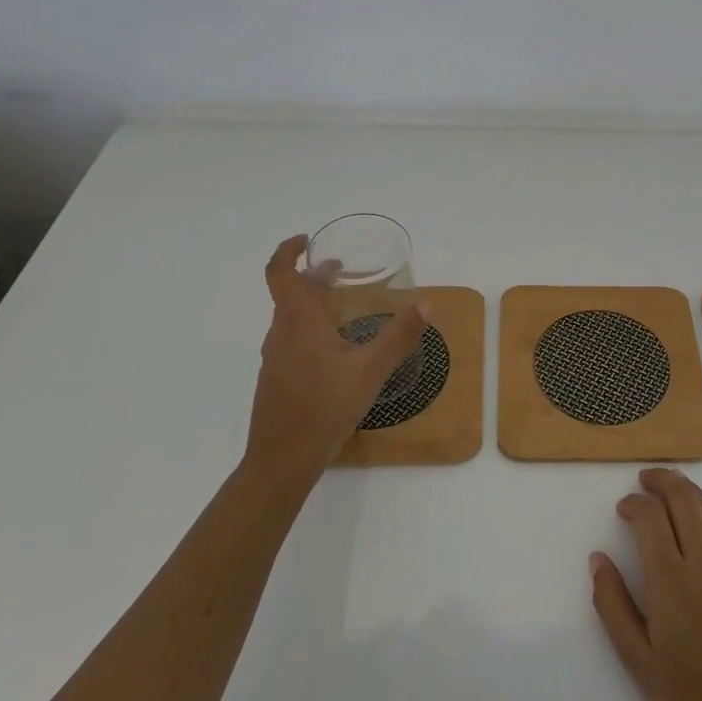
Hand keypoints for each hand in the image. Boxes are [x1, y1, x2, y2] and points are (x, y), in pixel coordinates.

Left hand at [243, 235, 427, 484]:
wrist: (282, 460)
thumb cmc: (325, 408)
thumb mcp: (371, 370)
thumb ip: (399, 336)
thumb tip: (427, 304)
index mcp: (298, 322)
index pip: (280, 272)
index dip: (288, 251)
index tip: (307, 240)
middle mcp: (280, 333)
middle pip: (291, 294)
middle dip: (315, 278)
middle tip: (342, 272)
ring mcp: (274, 358)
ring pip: (291, 318)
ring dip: (313, 304)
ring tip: (342, 308)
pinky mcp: (277, 378)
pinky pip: (291, 339)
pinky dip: (310, 328)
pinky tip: (335, 350)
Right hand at [590, 469, 701, 700]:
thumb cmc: (689, 699)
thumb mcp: (636, 660)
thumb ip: (612, 604)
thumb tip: (598, 559)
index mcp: (670, 578)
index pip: (650, 516)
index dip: (634, 503)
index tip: (623, 508)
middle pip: (683, 498)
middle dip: (661, 481)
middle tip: (646, 480)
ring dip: (689, 492)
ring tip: (673, 491)